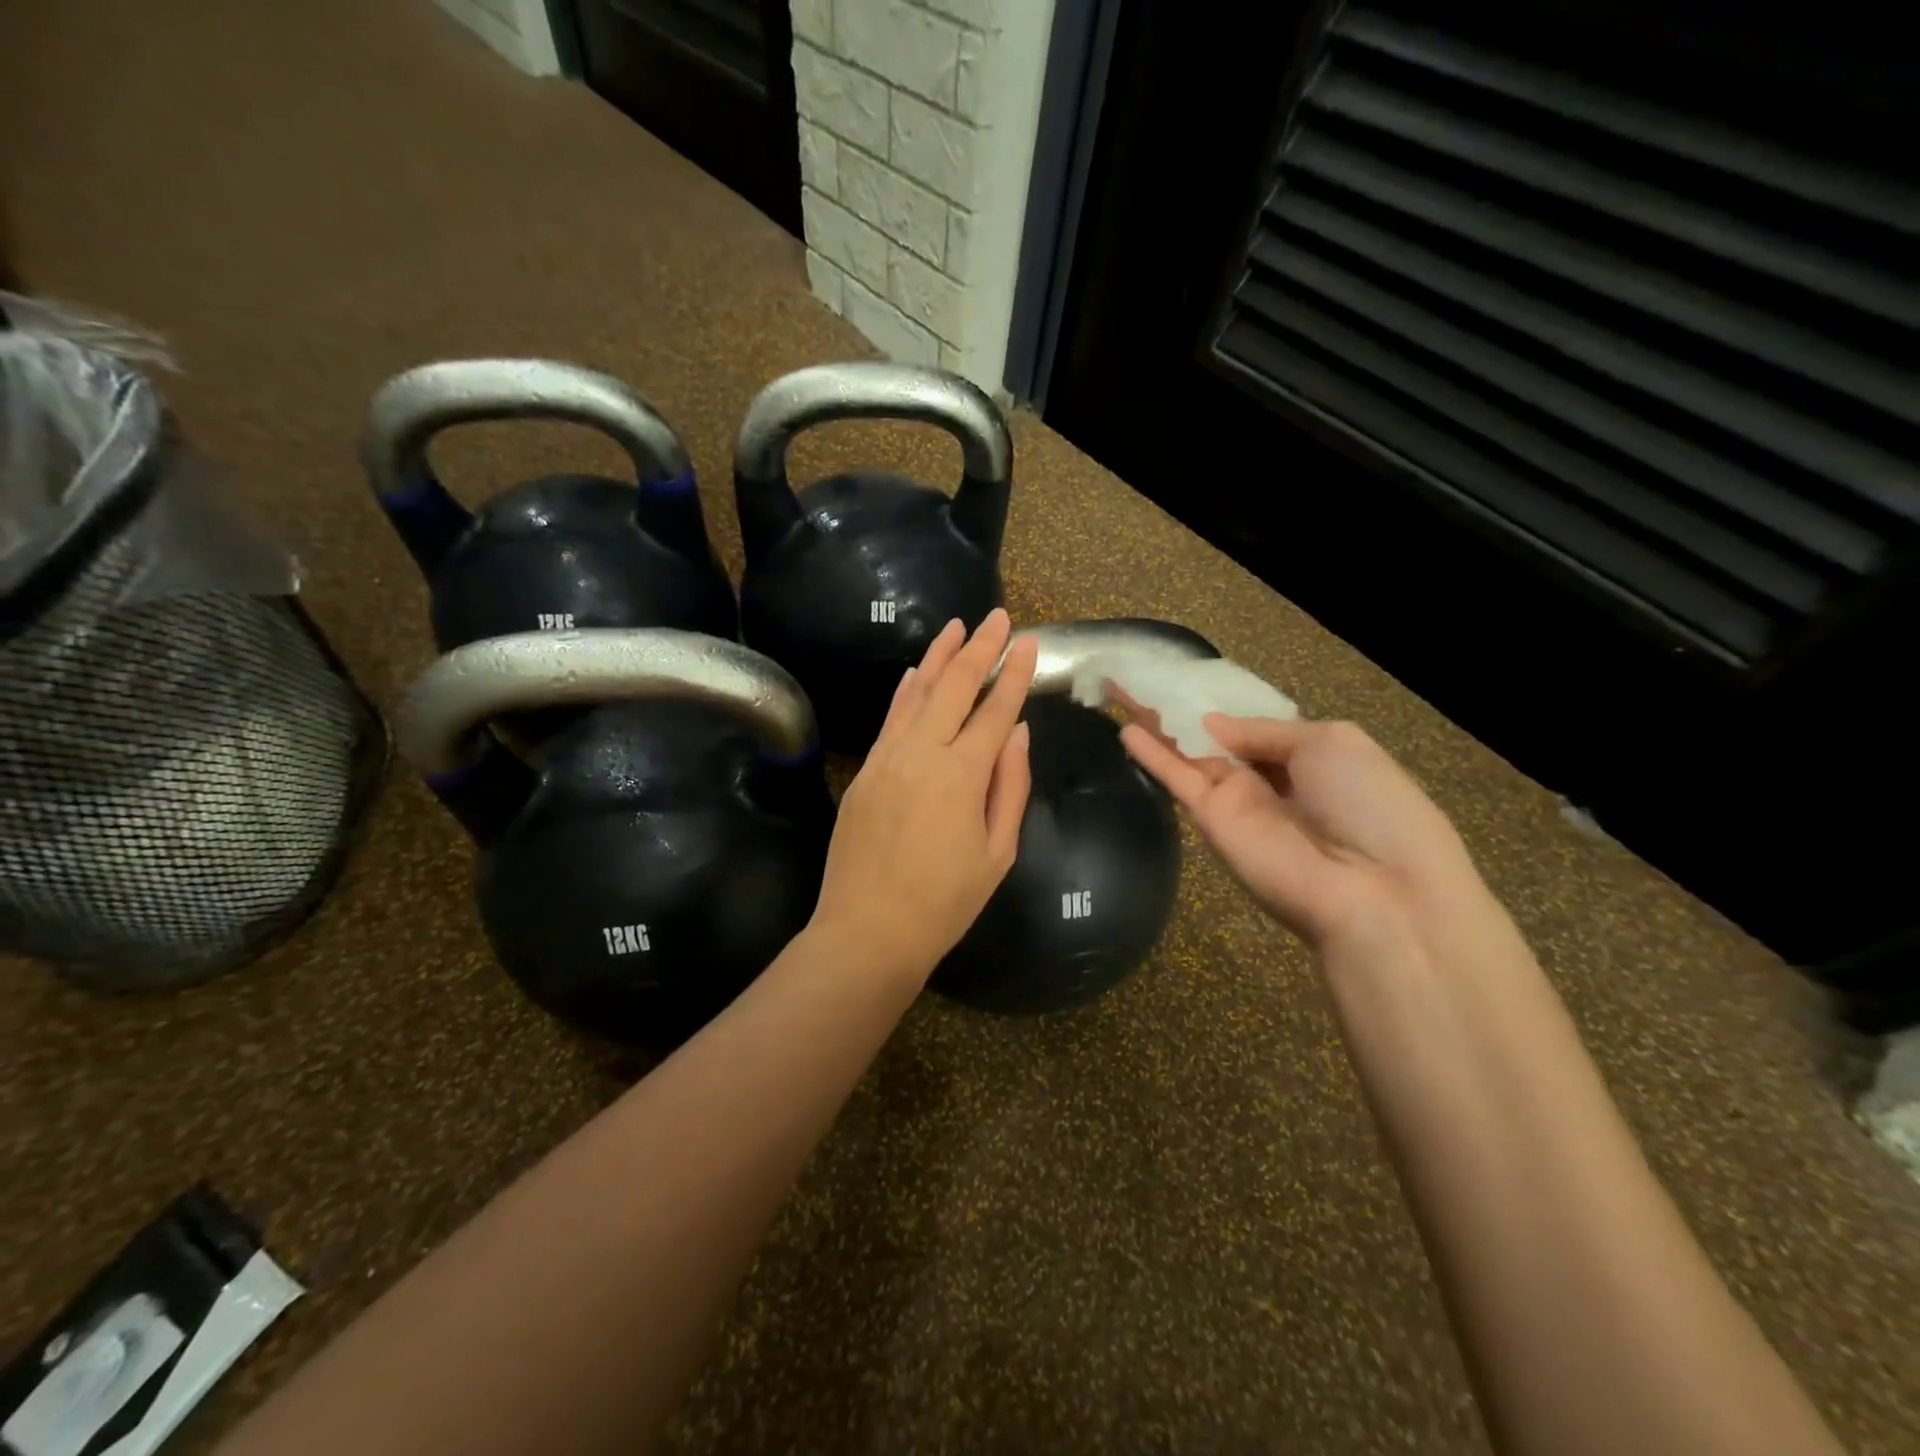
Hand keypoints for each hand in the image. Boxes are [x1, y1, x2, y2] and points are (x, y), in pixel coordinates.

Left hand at [808, 608, 1037, 979]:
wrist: (868, 930)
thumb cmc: (944, 901)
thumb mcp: (998, 853)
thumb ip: (1009, 786)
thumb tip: (1017, 733)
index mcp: (962, 774)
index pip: (995, 710)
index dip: (1014, 674)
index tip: (1029, 642)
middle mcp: (922, 753)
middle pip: (955, 687)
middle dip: (979, 648)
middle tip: (997, 617)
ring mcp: (887, 759)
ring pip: (917, 694)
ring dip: (939, 657)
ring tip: (956, 626)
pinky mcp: (866, 771)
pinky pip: (890, 719)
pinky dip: (905, 692)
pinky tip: (915, 672)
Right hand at [1119, 713, 1486, 954]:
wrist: (1374, 890)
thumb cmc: (1369, 804)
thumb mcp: (1331, 742)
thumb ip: (1265, 730)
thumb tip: (1212, 724)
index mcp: (1306, 757)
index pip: (1252, 726)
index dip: (1220, 704)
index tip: (1185, 678)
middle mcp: (1266, 779)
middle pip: (1212, 737)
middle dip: (1178, 708)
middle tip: (1138, 677)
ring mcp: (1235, 802)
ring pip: (1187, 754)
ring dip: (1155, 724)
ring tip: (1118, 692)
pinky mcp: (1210, 822)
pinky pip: (1177, 780)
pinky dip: (1152, 756)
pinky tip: (1123, 730)